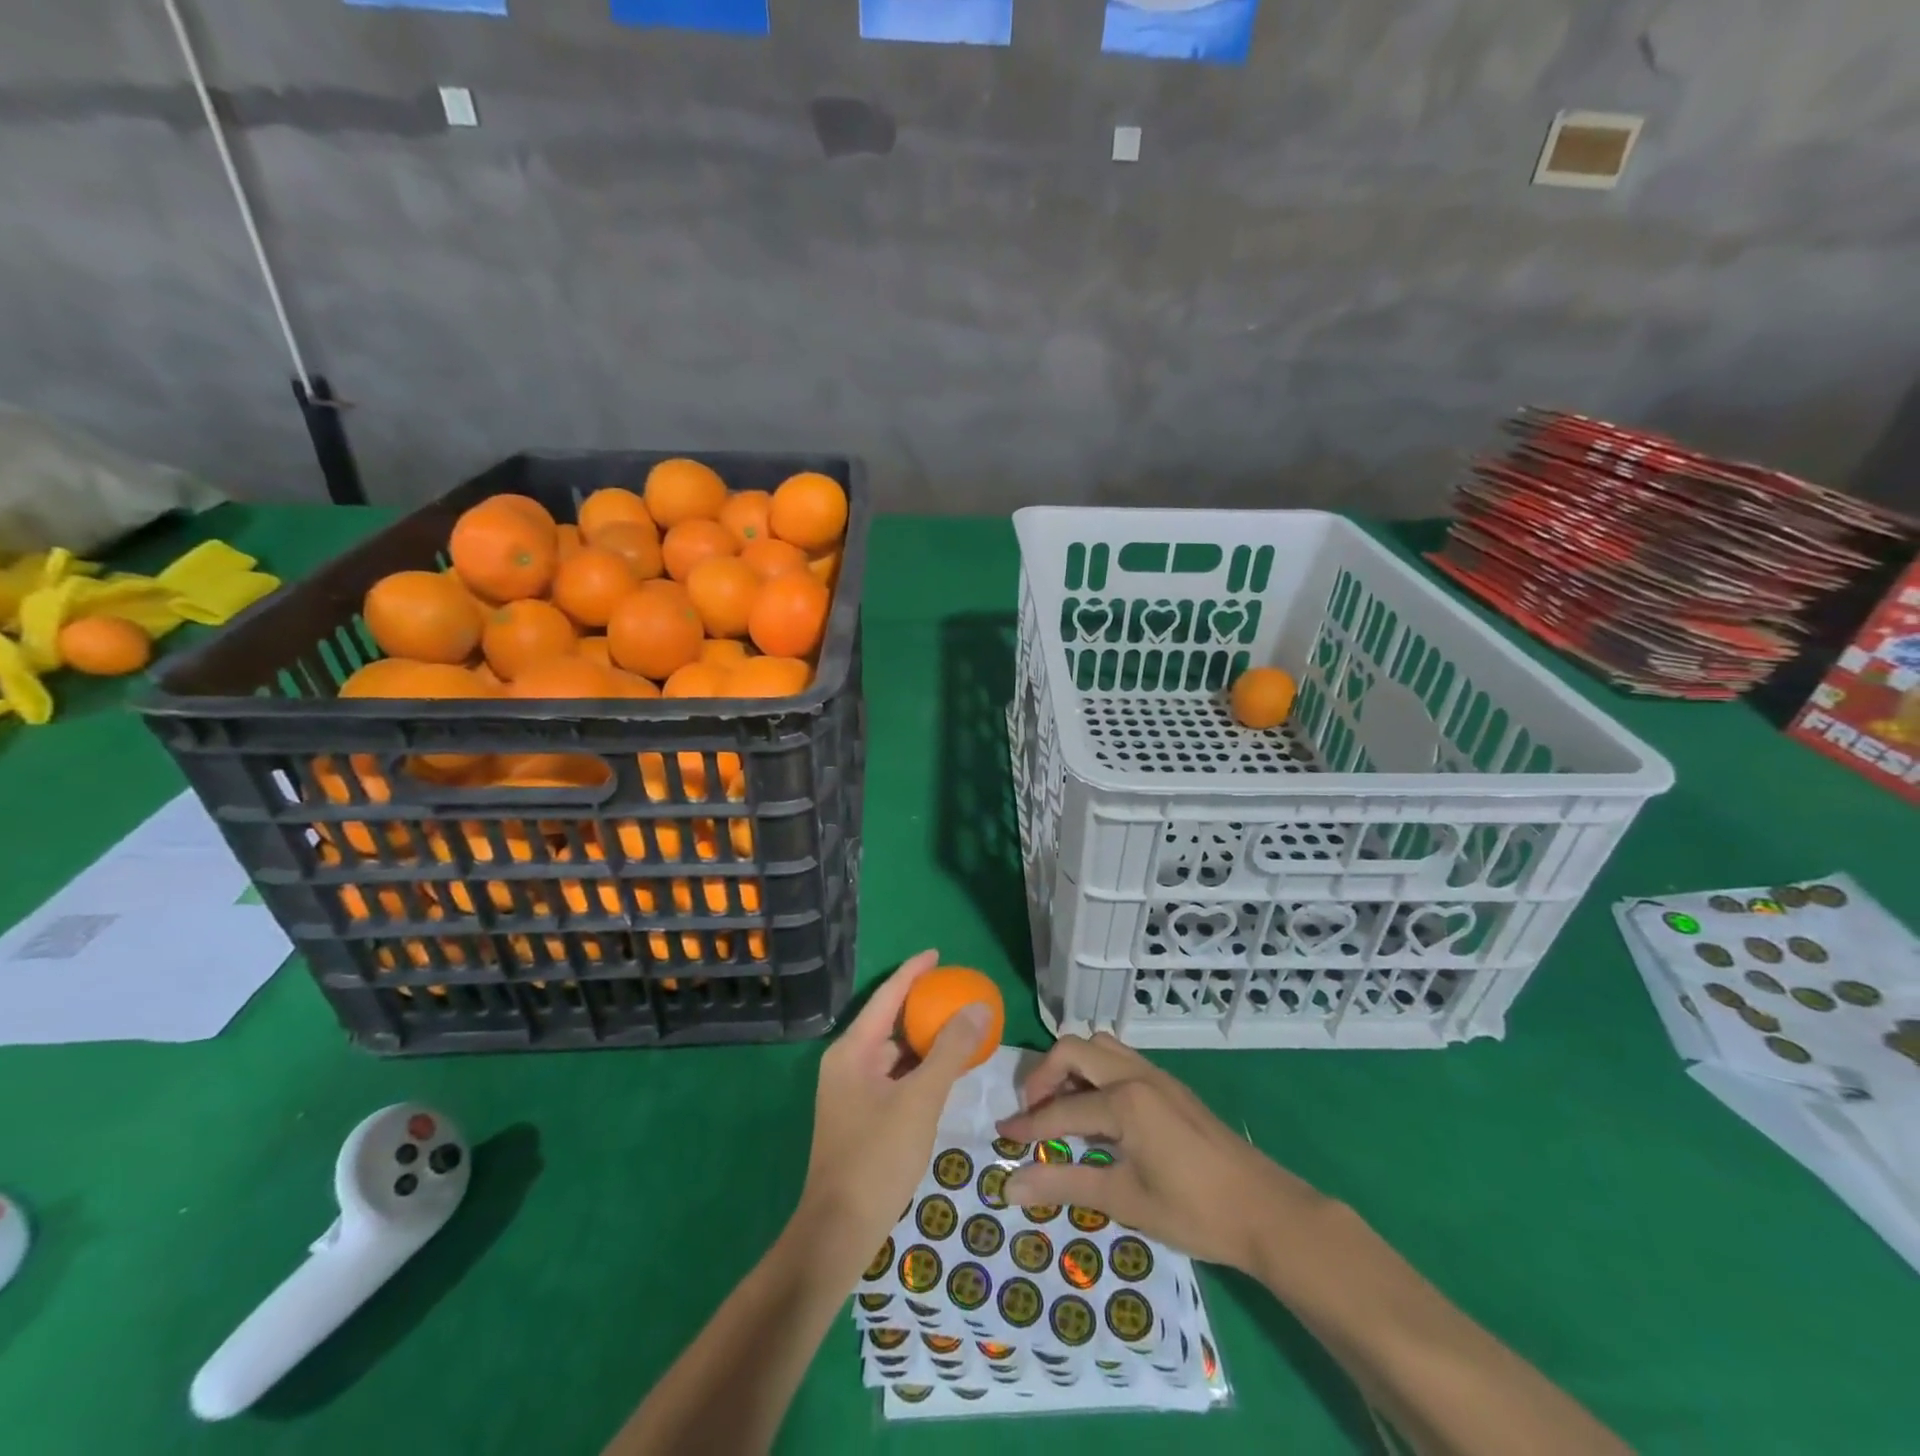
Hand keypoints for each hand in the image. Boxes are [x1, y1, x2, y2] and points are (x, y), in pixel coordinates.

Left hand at [795, 950, 990, 1278]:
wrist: (839, 1231)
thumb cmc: (877, 1157)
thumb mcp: (921, 1099)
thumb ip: (950, 1051)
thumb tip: (978, 1007)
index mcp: (852, 1050)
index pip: (886, 996)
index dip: (912, 972)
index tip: (938, 954)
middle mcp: (847, 1063)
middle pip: (889, 1022)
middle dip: (922, 1007)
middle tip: (958, 996)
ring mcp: (851, 1092)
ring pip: (893, 1053)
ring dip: (923, 1041)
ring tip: (959, 1030)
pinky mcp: (860, 1117)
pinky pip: (893, 1077)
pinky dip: (918, 1069)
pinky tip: (944, 1074)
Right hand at [997, 1032, 1324, 1272]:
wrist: (1266, 1210)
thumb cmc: (1194, 1211)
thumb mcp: (1125, 1200)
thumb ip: (1065, 1184)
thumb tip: (1010, 1187)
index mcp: (1124, 1100)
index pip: (1061, 1109)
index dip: (1028, 1125)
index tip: (1001, 1135)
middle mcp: (1136, 1074)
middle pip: (1074, 1050)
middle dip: (1044, 1076)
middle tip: (1033, 1113)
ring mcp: (1156, 1075)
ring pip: (1099, 1046)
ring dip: (1072, 1068)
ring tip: (1063, 1108)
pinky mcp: (1169, 1085)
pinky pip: (1119, 1060)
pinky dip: (1096, 1073)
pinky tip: (1098, 1113)